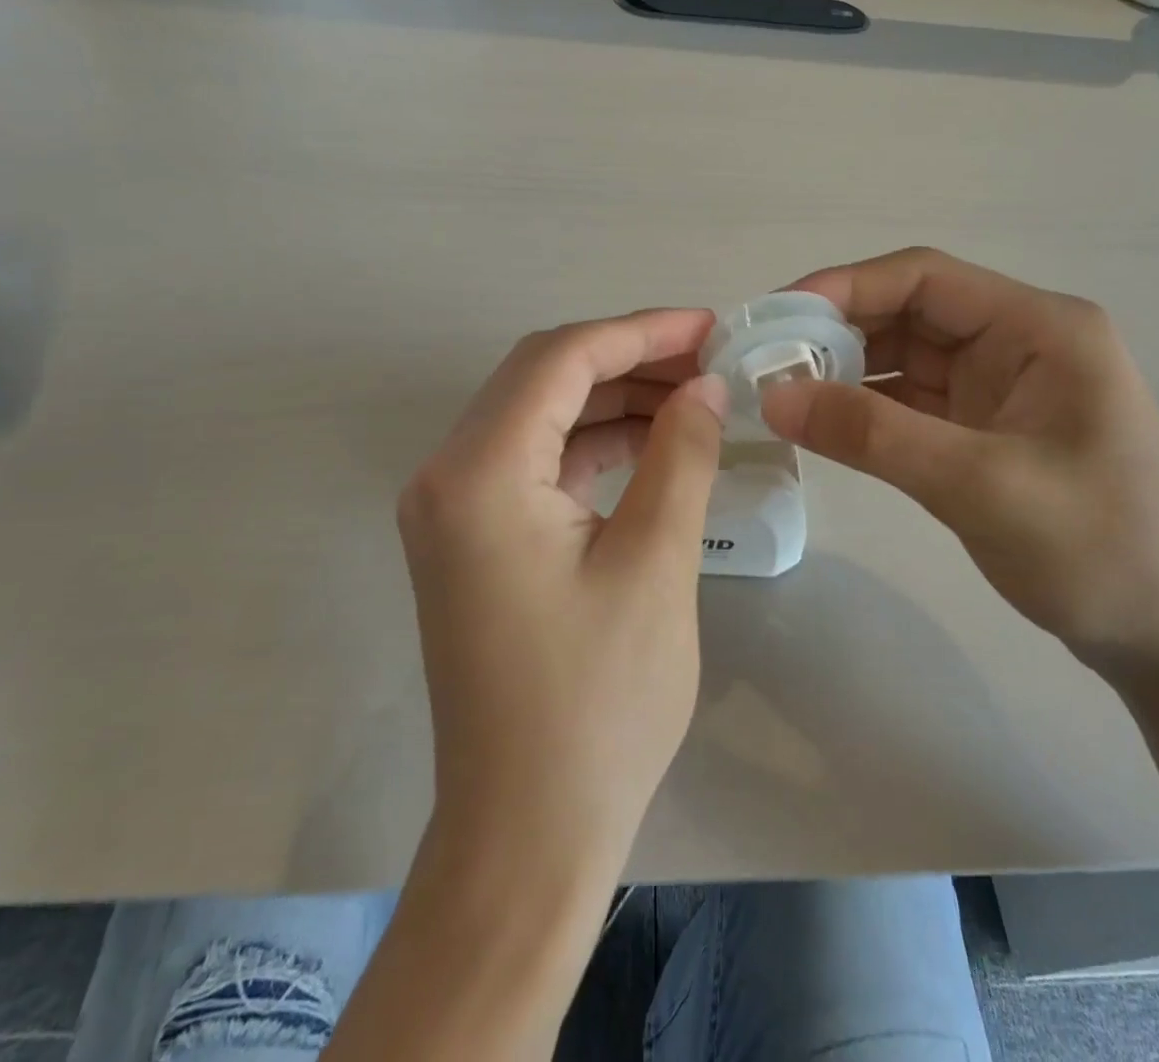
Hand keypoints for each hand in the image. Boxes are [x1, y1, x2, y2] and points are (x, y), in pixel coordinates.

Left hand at [395, 310, 726, 877]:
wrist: (527, 831)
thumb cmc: (598, 704)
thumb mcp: (655, 563)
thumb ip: (680, 454)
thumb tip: (705, 386)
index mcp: (479, 473)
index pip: (561, 359)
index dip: (640, 332)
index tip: (710, 327)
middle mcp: (448, 476)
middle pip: (542, 376)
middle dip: (628, 358)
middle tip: (708, 362)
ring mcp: (453, 509)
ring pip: (540, 415)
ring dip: (613, 398)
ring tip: (693, 398)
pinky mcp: (473, 538)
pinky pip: (535, 461)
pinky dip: (593, 442)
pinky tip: (653, 444)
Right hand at [760, 248, 1158, 671]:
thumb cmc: (1101, 550)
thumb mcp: (980, 486)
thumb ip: (873, 435)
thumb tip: (773, 395)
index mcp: (1038, 328)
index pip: (923, 277)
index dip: (843, 287)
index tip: (774, 318)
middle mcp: (1017, 342)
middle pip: (907, 313)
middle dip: (835, 332)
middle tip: (763, 362)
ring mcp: (999, 388)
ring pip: (902, 358)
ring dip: (843, 372)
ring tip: (779, 393)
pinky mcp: (983, 430)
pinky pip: (909, 402)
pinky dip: (864, 409)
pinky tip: (821, 424)